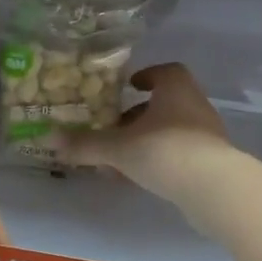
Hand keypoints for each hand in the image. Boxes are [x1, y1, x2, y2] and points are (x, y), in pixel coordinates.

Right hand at [62, 63, 237, 212]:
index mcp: (176, 89)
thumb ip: (85, 144)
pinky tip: (141, 177)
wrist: (213, 188)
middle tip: (116, 127)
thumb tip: (48, 139)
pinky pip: (180, 154)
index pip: (165, 72)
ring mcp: (207, 135)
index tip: (129, 86)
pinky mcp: (212, 162)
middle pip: (166, 103)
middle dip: (140, 114)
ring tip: (122, 158)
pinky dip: (160, 160)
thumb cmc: (163, 151)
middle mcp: (195, 106)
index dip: (146, 76)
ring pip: (172, 130)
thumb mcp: (117, 148)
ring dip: (148, 139)